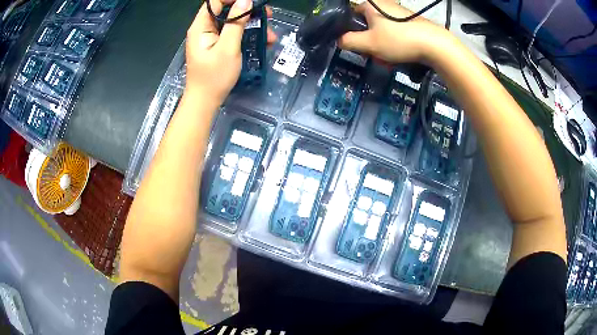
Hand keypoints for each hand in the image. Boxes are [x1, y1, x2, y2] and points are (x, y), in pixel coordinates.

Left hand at [185, 0, 276, 103]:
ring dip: (251, 26)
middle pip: (226, 10)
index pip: (215, 2)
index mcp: (201, 26)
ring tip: (270, 35)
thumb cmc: (214, 76)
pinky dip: (247, 36)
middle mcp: (204, 29)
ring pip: (232, 23)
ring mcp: (211, 38)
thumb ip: (235, 23)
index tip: (252, 2)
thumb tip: (245, 1)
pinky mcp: (217, 46)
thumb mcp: (228, 48)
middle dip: (248, 11)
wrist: (205, 101)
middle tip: (268, 15)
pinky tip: (262, 42)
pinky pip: (232, 34)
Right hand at [338, 0, 445, 63]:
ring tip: (389, 57)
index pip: (350, 14)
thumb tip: (339, 40)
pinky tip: (400, 53)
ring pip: (381, 29)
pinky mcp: (409, 20)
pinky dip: (394, 42)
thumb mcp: (369, 44)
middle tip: (374, 54)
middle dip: (368, 40)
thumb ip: (348, 41)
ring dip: (381, 44)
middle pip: (366, 23)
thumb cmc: (398, 40)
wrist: (435, 44)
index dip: (350, 31)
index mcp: (370, 4)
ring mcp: (398, 11)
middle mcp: (383, 4)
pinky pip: (394, 31)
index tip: (356, 45)